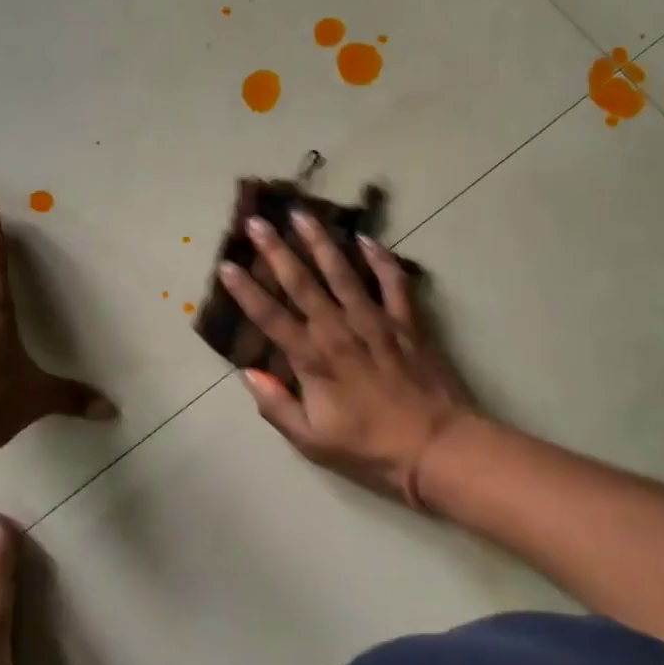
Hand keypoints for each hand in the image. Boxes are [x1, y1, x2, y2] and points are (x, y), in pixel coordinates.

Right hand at [218, 210, 471, 507]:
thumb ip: (277, 406)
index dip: (246, 292)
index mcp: (313, 359)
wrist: (437, 447)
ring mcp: (375, 321)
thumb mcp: (312, 442)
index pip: (271, 317)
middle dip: (276, 251)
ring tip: (302, 215)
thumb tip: (248, 374)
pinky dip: (380, 259)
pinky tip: (366, 238)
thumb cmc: (369, 449)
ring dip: (320, 242)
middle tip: (257, 222)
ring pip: (343, 273)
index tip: (226, 265)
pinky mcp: (407, 322)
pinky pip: (393, 282)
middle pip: (302, 283)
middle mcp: (339, 330)